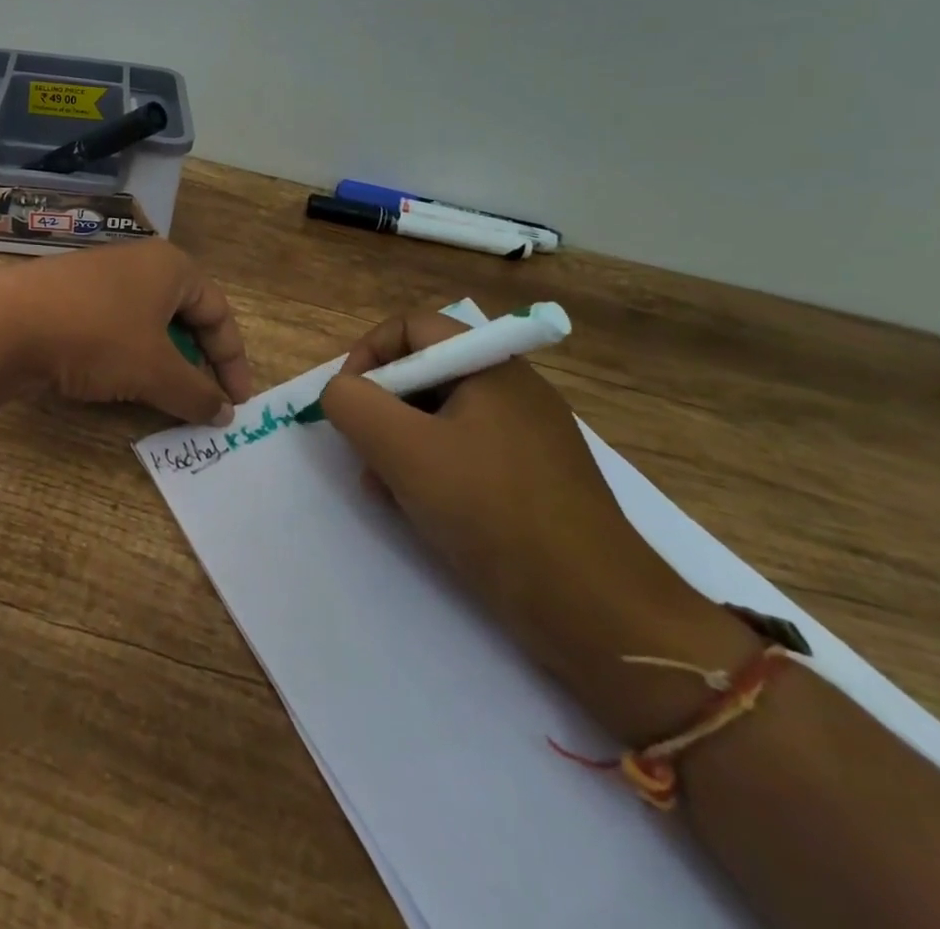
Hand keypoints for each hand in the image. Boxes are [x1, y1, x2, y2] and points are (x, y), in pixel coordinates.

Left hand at [0, 240, 253, 424]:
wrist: (4, 325)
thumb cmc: (96, 336)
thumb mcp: (154, 370)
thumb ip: (195, 393)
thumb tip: (224, 415)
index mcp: (171, 267)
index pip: (218, 313)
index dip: (233, 360)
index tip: (237, 402)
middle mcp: (139, 264)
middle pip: (185, 317)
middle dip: (198, 362)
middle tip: (204, 400)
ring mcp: (101, 279)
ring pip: (148, 325)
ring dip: (163, 364)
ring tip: (165, 398)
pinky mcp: (71, 298)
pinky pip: (116, 328)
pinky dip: (130, 357)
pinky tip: (121, 383)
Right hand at [319, 309, 754, 743]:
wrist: (598, 613)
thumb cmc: (494, 513)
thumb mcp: (404, 450)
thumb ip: (353, 404)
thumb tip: (340, 392)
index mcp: (491, 367)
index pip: (412, 327)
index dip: (368, 353)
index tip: (348, 401)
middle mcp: (512, 390)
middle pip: (423, 373)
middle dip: (380, 408)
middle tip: (364, 453)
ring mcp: (525, 437)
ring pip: (438, 418)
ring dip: (399, 445)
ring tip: (385, 490)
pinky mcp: (530, 481)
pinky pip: (462, 455)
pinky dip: (430, 472)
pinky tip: (417, 511)